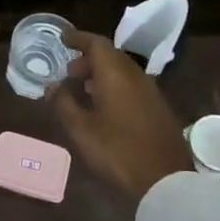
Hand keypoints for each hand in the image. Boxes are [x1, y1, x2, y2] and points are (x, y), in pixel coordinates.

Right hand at [53, 31, 194, 200]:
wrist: (165, 181)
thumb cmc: (117, 152)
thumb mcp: (81, 130)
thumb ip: (64, 102)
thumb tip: (54, 86)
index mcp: (116, 75)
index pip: (97, 44)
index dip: (78, 38)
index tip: (63, 38)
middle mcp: (136, 76)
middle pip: (111, 55)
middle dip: (88, 58)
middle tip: (69, 72)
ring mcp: (151, 92)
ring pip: (123, 71)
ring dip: (102, 74)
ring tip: (83, 89)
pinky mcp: (159, 109)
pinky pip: (132, 85)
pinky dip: (115, 86)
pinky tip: (104, 106)